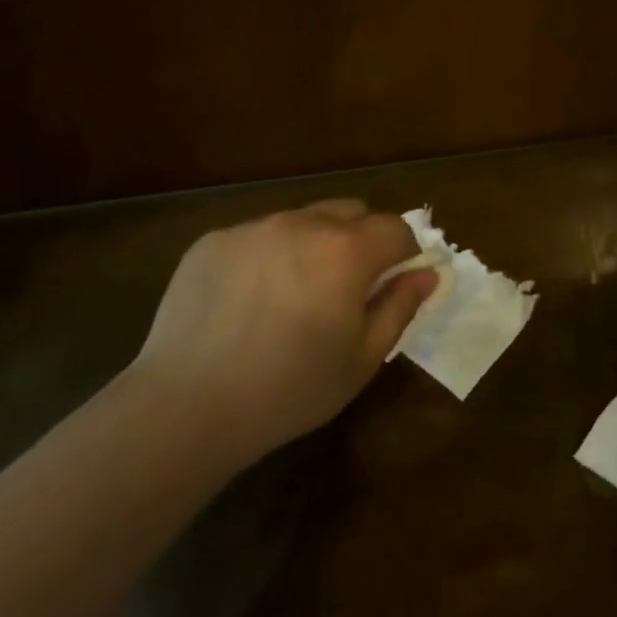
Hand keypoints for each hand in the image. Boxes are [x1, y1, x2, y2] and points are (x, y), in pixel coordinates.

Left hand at [130, 200, 437, 465]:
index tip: (393, 283)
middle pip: (349, 211)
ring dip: (311, 245)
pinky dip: (266, 257)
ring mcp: (252, 227)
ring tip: (291, 297)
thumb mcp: (362, 358)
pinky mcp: (212, 240)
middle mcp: (301, 223)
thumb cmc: (290, 389)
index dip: (404, 252)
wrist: (189, 404)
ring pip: (300, 221)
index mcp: (346, 251)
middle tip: (346, 289)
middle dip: (361, 240)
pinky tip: (247, 302)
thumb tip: (426, 273)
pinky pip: (256, 236)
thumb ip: (400, 307)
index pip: (395, 228)